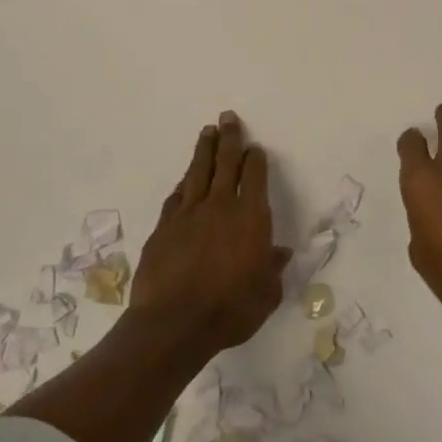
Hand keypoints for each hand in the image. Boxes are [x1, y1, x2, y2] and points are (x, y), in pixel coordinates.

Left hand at [132, 112, 290, 357]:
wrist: (173, 325)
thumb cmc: (230, 309)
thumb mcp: (266, 294)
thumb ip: (273, 270)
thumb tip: (279, 253)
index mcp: (250, 216)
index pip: (254, 175)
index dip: (255, 159)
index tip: (255, 148)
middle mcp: (219, 206)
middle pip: (225, 162)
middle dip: (229, 138)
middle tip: (227, 117)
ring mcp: (187, 215)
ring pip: (197, 172)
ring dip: (204, 151)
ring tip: (206, 132)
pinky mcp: (163, 229)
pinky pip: (176, 197)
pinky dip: (182, 184)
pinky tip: (183, 181)